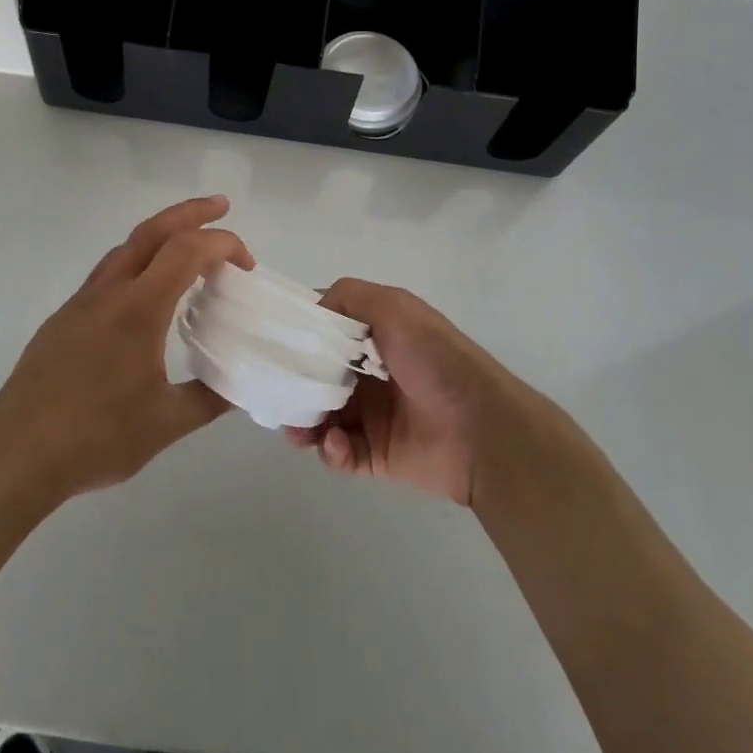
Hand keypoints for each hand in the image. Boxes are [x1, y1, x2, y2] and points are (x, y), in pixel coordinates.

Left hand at [0, 196, 250, 499]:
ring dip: (161, 234)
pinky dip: (137, 261)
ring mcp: (81, 302)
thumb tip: (239, 387)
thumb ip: (209, 399)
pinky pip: (107, 272)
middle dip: (191, 211)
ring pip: (125, 247)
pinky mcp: (64, 318)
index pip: (186, 251)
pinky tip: (145, 292)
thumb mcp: (166, 425)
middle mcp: (109, 292)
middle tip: (222, 206)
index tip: (246, 264)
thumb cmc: (96, 437)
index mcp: (139, 309)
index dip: (222, 244)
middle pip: (152, 230)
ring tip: (187, 245)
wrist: (18, 452)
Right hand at [287, 278, 528, 505]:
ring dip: (304, 421)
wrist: (481, 428)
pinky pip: (340, 453)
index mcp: (377, 336)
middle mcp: (372, 374)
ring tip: (296, 428)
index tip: (271, 339)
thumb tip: (311, 310)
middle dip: (295, 383)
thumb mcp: (394, 307)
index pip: (328, 331)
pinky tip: (335, 443)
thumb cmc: (435, 358)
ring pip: (322, 417)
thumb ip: (349, 296)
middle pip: (318, 376)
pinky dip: (330, 449)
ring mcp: (373, 416)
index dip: (301, 334)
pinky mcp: (376, 455)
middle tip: (274, 390)